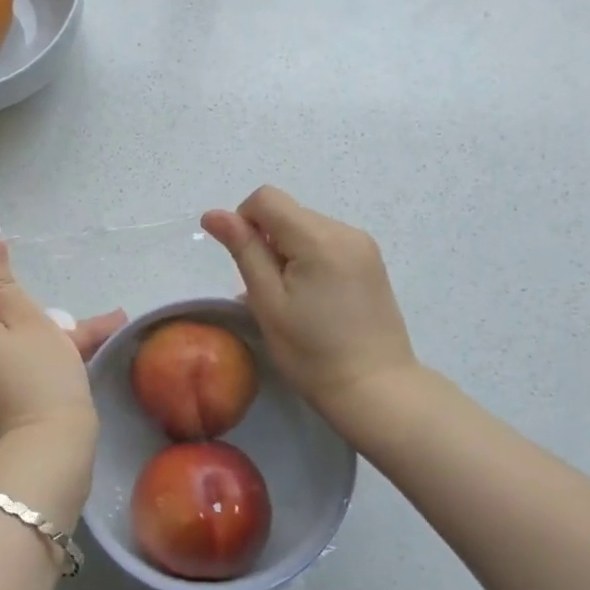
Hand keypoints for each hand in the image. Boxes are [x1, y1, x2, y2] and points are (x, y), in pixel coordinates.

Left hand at [0, 239, 124, 451]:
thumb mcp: (28, 321)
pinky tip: (94, 342)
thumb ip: (3, 281)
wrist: (46, 457)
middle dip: (16, 298)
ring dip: (41, 324)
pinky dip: (40, 347)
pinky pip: (9, 357)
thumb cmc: (39, 379)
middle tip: (54, 309)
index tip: (4, 273)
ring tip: (98, 325)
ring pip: (0, 333)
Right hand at [201, 187, 418, 441]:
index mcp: (319, 238)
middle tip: (269, 291)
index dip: (244, 222)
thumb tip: (213, 213)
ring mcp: (363, 245)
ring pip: (306, 227)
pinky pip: (326, 243)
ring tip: (292, 298)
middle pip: (287, 212)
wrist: (376, 390)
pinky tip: (312, 298)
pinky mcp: (371, 262)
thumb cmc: (312, 352)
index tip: (246, 264)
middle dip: (267, 241)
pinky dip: (308, 259)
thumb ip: (243, 250)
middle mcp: (345, 230)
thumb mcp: (267, 301)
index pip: (266, 198)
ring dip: (287, 251)